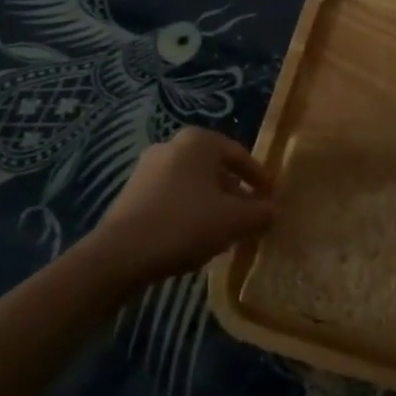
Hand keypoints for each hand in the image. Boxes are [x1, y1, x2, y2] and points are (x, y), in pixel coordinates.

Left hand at [91, 127, 274, 282]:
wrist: (119, 255)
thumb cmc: (184, 224)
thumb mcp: (234, 220)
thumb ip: (261, 213)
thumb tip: (275, 210)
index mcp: (198, 141)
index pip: (240, 155)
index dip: (260, 178)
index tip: (272, 199)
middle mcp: (172, 145)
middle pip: (216, 168)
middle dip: (236, 192)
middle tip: (251, 216)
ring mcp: (148, 168)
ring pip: (194, 184)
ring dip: (213, 204)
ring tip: (226, 231)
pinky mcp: (133, 193)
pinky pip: (173, 197)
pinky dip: (190, 211)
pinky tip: (196, 237)